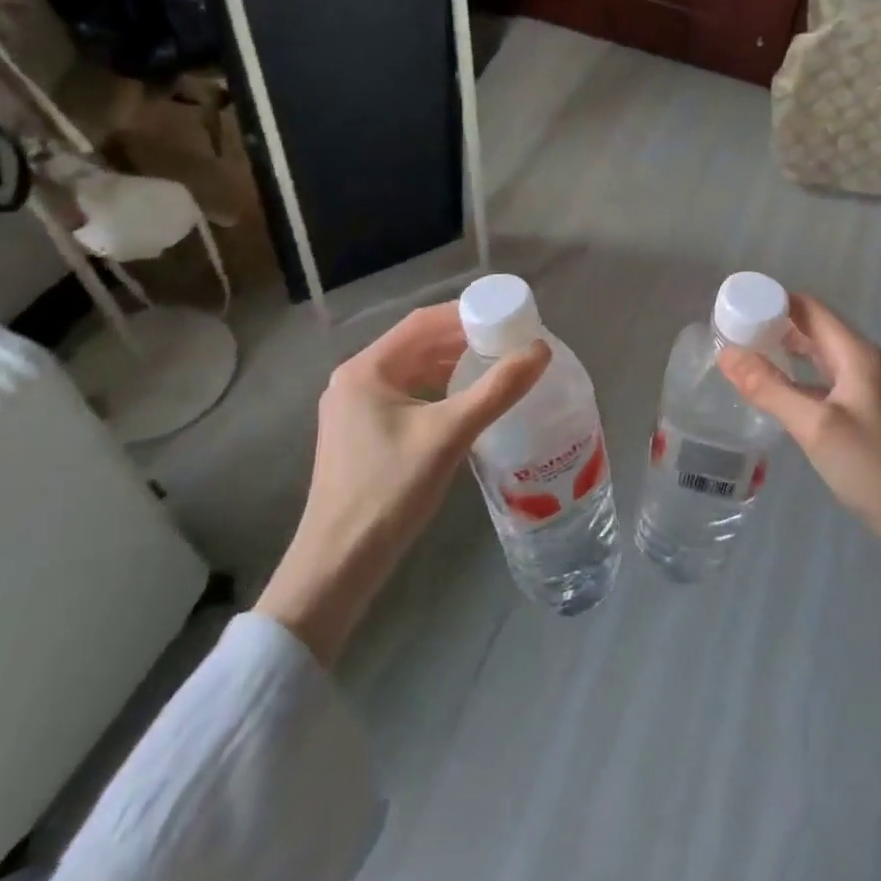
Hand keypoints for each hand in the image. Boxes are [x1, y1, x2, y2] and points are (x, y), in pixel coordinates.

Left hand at [256, 302, 549, 664]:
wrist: (338, 566)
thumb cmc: (389, 491)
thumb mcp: (449, 435)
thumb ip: (497, 390)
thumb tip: (541, 350)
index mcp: (366, 369)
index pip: (422, 321)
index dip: (467, 314)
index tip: (507, 317)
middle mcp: (355, 380)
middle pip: (417, 344)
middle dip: (463, 340)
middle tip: (508, 344)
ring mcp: (354, 409)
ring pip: (413, 372)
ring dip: (452, 366)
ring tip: (495, 369)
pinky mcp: (361, 435)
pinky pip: (407, 397)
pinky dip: (438, 392)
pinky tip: (466, 405)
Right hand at [717, 294, 880, 549]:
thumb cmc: (872, 465)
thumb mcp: (815, 425)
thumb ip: (769, 387)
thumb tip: (726, 353)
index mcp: (854, 352)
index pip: (808, 308)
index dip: (771, 301)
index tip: (733, 307)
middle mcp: (860, 361)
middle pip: (812, 328)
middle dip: (772, 324)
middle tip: (730, 333)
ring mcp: (863, 387)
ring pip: (816, 355)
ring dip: (783, 350)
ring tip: (743, 356)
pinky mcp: (862, 412)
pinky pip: (821, 380)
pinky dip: (795, 377)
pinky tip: (773, 393)